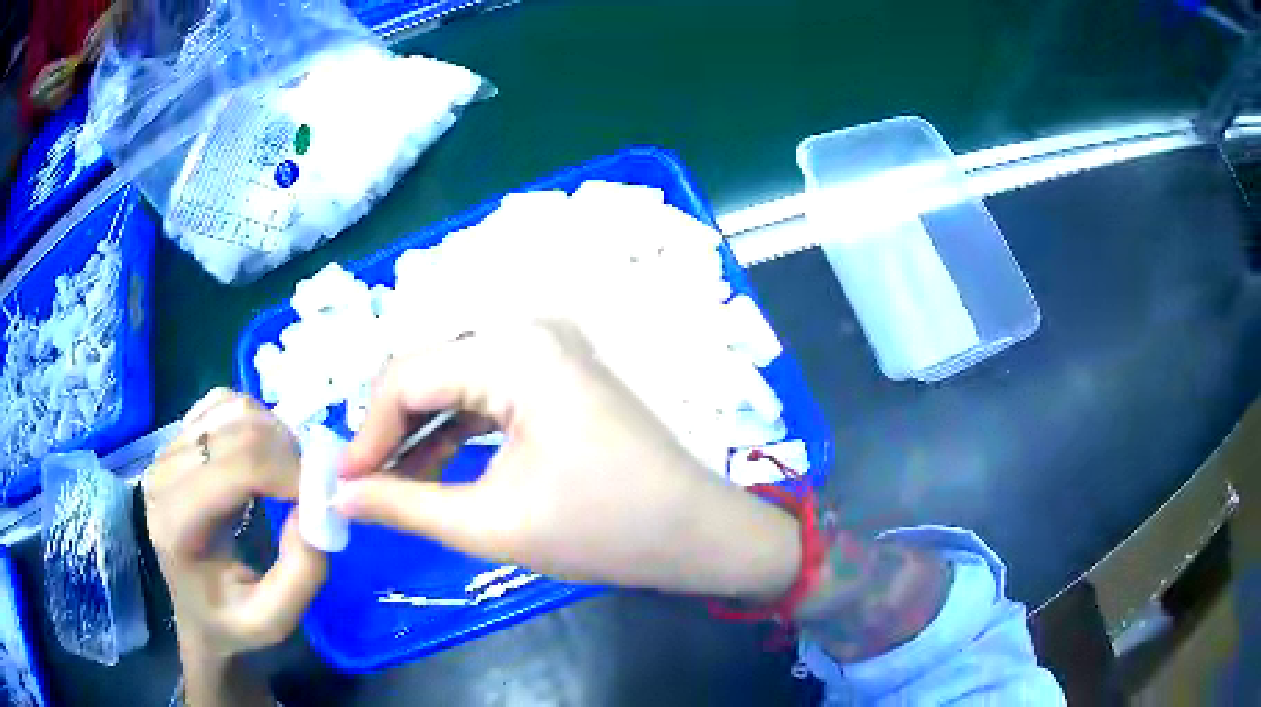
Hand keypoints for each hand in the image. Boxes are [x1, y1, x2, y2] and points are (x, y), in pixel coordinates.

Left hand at [144, 389, 326, 657]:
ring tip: (285, 475)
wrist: (195, 608)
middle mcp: (163, 474)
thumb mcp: (273, 620)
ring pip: (234, 407)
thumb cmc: (231, 620)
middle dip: (288, 453)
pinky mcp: (177, 436)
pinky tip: (261, 457)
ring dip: (273, 434)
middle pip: (239, 429)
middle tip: (309, 490)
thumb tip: (314, 506)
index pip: (238, 464)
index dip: (289, 471)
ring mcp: (166, 449)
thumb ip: (301, 574)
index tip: (320, 499)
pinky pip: (224, 402)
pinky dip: (255, 420)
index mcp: (176, 524)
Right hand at [337, 321, 800, 598]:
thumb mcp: (492, 524)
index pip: (406, 377)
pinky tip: (432, 468)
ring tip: (390, 485)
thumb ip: (404, 506)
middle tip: (362, 485)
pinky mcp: (555, 371)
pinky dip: (453, 429)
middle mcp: (527, 329)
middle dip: (389, 430)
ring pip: (453, 381)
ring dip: (418, 432)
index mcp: (514, 350)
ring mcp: (546, 347)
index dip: (366, 435)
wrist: (698, 532)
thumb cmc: (605, 531)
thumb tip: (339, 499)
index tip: (344, 487)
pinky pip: (484, 391)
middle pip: (427, 371)